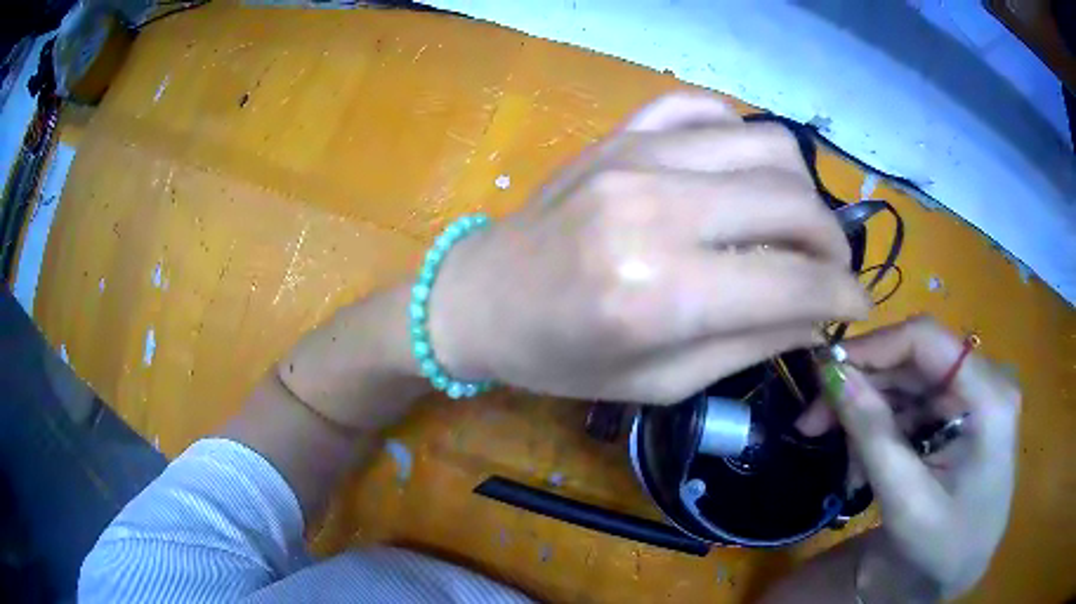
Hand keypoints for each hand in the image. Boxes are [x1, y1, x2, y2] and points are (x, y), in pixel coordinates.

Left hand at [430, 93, 869, 403]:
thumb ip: (749, 345)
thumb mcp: (658, 382)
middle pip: (792, 200)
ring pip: (766, 143)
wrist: (481, 299)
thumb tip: (817, 313)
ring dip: (801, 188)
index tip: (858, 304)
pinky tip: (739, 175)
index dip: (843, 295)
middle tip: (831, 268)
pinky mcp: (622, 132)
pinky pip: (707, 108)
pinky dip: (742, 139)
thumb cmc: (561, 358)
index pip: (795, 281)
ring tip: (793, 224)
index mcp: (660, 295)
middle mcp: (656, 208)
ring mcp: (637, 155)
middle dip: (833, 241)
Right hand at [797, 317, 1020, 597]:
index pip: (926, 340)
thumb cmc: (941, 547)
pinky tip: (868, 466)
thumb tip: (830, 373)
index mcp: (989, 398)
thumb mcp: (905, 500)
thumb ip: (872, 434)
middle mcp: (987, 380)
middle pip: (914, 360)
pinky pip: (915, 402)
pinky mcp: (964, 408)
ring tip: (849, 469)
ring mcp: (976, 393)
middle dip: (863, 390)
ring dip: (871, 418)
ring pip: (909, 382)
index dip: (872, 348)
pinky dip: (885, 430)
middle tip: (813, 426)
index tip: (821, 375)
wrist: (961, 570)